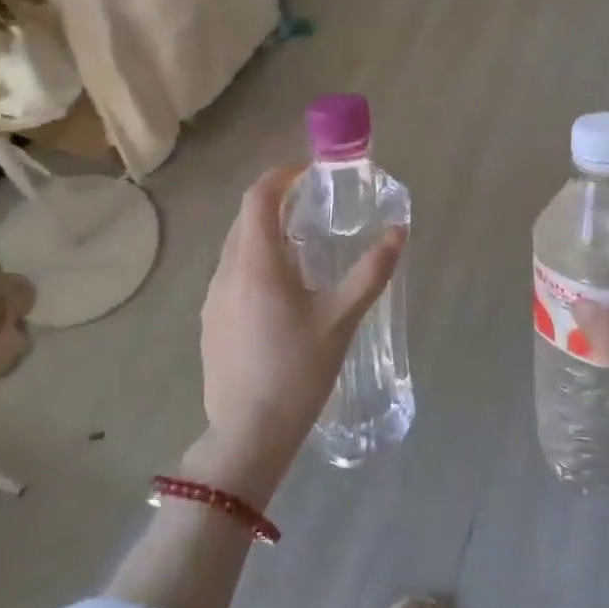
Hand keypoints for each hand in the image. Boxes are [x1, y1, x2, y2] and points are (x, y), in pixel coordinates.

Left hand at [192, 165, 404, 500]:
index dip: (281, 176)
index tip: (309, 173)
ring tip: (302, 247)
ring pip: (236, 247)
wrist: (247, 434)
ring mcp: (212, 297)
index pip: (258, 198)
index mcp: (256, 264)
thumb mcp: (341, 320)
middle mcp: (226, 271)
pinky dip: (254, 261)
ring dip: (264, 233)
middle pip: (245, 219)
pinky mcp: (210, 321)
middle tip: (313, 206)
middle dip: (275, 202)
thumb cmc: (297, 372)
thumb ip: (371, 272)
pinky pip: (231, 274)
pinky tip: (281, 291)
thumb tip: (398, 231)